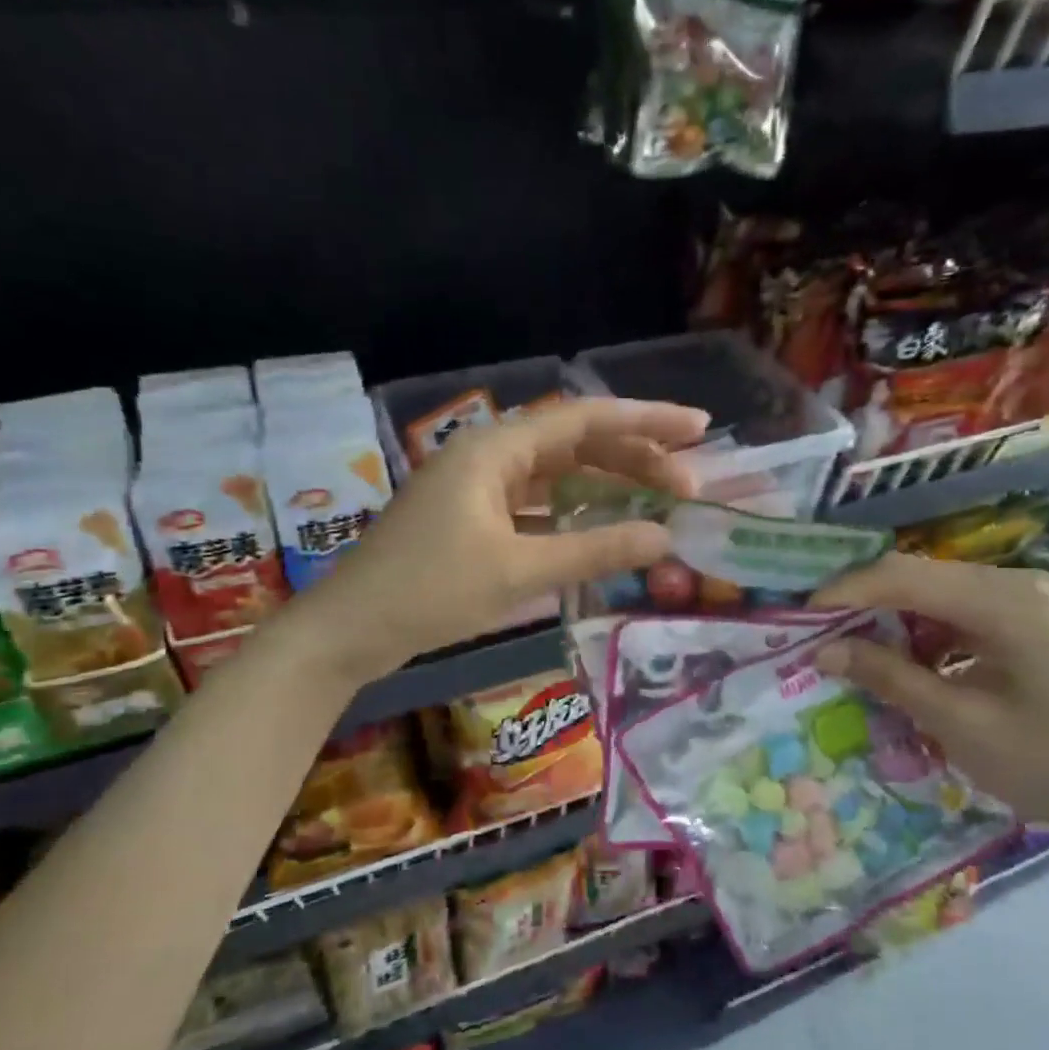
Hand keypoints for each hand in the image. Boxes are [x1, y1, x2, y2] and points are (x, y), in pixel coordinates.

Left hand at [298, 398, 708, 680]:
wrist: (350, 630)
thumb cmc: (429, 593)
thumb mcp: (519, 572)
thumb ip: (595, 551)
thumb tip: (666, 537)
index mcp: (495, 450)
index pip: (584, 420)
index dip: (646, 420)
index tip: (699, 428)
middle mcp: (489, 456)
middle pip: (575, 444)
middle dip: (634, 458)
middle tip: (689, 483)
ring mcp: (479, 487)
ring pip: (557, 474)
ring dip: (606, 485)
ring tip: (659, 501)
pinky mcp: (474, 518)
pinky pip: (537, 503)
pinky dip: (574, 512)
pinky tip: (604, 526)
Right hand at [812, 553, 1048, 845]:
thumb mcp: (960, 724)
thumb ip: (889, 678)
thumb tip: (821, 650)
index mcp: (1008, 601)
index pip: (905, 576)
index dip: (845, 592)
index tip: (799, 619)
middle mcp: (1016, 583)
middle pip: (916, 577)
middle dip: (861, 604)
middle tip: (815, 635)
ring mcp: (1024, 598)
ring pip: (930, 592)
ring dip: (887, 618)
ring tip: (847, 650)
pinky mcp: (1023, 619)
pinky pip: (953, 611)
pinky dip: (918, 633)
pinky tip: (898, 660)